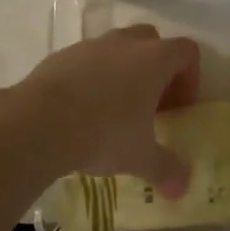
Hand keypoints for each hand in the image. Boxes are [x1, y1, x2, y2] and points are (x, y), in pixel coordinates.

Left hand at [0, 25, 199, 196]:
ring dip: (123, 70)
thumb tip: (182, 190)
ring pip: (117, 47)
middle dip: (156, 68)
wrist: (39, 122)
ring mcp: (92, 45)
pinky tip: (81, 109)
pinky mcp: (62, 55)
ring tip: (113, 108)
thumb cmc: (103, 133)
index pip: (187, 51)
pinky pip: (86, 60)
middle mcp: (126, 43)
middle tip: (150, 103)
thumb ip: (166, 169)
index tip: (178, 107)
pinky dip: (91, 77)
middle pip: (153, 40)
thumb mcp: (140, 157)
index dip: (190, 77)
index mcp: (154, 59)